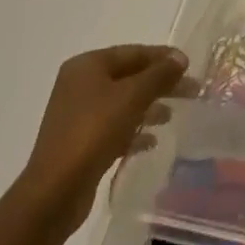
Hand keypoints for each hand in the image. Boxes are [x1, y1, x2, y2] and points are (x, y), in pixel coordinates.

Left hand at [18, 44, 188, 237]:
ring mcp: (77, 114)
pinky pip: (113, 126)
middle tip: (190, 91)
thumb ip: (159, 74)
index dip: (163, 57)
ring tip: (172, 115)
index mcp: (87, 65)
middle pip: (129, 77)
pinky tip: (151, 141)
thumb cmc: (94, 132)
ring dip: (148, 106)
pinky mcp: (80, 142)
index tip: (189, 66)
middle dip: (159, 83)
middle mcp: (80, 85)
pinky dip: (133, 129)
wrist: (54, 192)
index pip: (133, 52)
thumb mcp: (132, 97)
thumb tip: (180, 58)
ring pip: (122, 102)